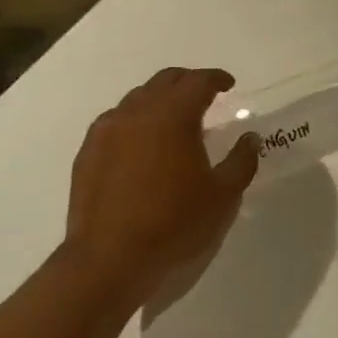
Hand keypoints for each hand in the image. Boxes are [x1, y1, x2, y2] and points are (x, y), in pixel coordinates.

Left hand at [64, 67, 258, 307]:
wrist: (108, 259)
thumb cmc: (173, 224)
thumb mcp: (222, 196)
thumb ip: (241, 161)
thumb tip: (250, 139)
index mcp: (173, 115)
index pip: (198, 82)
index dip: (216, 79)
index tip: (228, 85)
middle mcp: (137, 112)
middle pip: (165, 81)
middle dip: (187, 82)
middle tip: (204, 96)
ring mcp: (107, 130)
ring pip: (137, 99)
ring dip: (159, 100)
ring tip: (173, 120)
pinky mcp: (88, 151)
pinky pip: (115, 122)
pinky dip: (134, 121)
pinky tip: (141, 144)